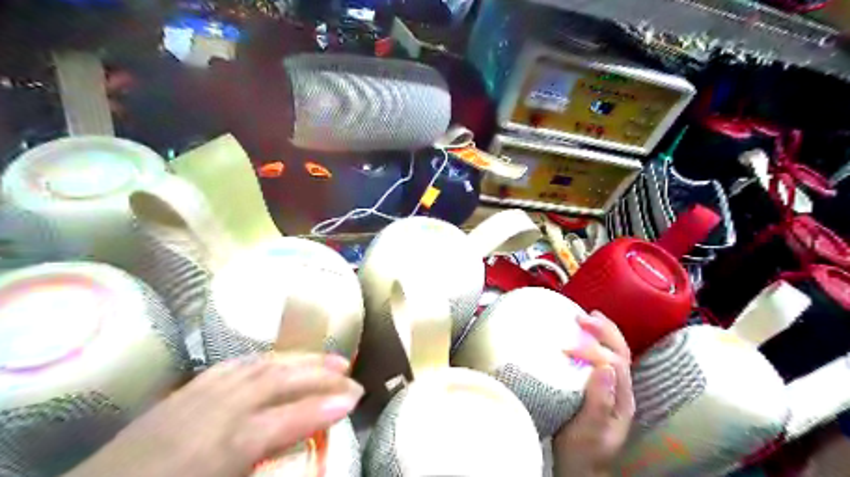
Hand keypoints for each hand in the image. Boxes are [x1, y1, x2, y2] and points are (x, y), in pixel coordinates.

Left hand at [63, 352, 361, 476]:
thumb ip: (260, 467)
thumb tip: (295, 459)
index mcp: (219, 449)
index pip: (284, 420)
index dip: (322, 409)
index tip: (353, 400)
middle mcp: (212, 412)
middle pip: (277, 380)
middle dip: (318, 373)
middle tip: (350, 372)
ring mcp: (196, 396)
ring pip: (258, 365)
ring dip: (298, 359)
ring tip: (326, 358)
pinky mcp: (184, 391)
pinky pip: (233, 366)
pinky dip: (265, 359)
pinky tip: (279, 360)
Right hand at [555, 313, 633, 476]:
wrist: (580, 466)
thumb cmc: (583, 450)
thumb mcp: (590, 431)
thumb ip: (599, 402)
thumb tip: (604, 367)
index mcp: (622, 399)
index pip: (615, 363)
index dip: (593, 350)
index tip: (566, 348)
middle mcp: (620, 389)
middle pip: (621, 351)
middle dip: (605, 331)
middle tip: (582, 318)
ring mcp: (610, 386)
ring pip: (614, 351)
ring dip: (602, 331)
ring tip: (587, 316)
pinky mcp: (597, 385)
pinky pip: (600, 356)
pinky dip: (593, 340)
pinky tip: (581, 334)